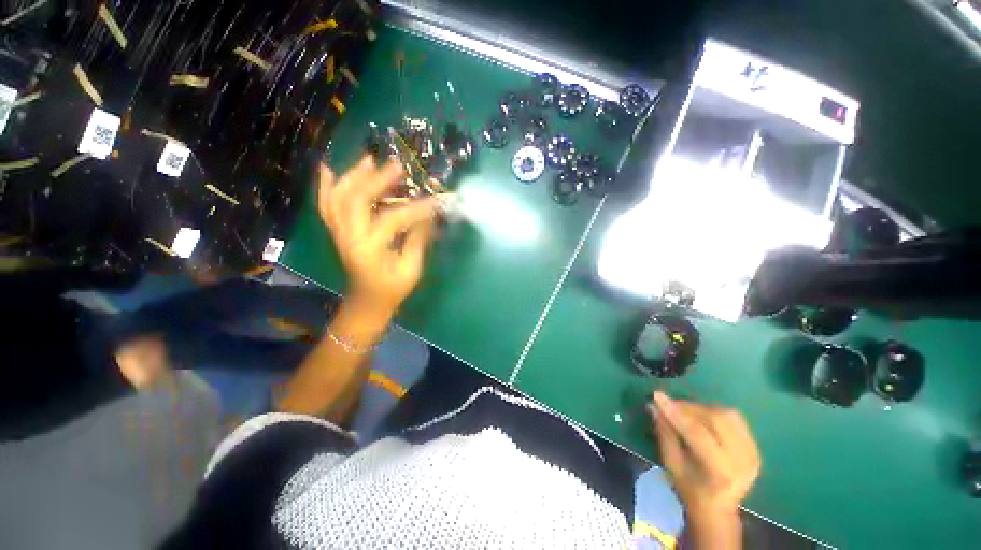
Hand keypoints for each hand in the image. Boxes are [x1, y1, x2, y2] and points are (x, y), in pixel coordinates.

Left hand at [317, 156, 442, 313]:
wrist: (367, 301)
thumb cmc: (392, 289)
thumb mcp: (411, 269)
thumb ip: (417, 240)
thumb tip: (429, 215)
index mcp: (369, 249)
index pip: (391, 219)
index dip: (415, 208)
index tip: (435, 200)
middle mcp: (348, 237)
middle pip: (355, 199)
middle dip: (376, 179)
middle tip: (397, 166)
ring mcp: (338, 233)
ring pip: (337, 198)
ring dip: (352, 176)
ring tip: (369, 160)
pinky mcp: (337, 231)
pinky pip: (325, 206)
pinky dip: (325, 186)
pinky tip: (328, 168)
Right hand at [649, 392, 760, 519]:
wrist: (718, 511)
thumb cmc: (689, 489)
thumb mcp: (671, 464)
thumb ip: (665, 433)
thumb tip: (654, 406)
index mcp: (720, 472)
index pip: (697, 433)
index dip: (676, 412)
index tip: (657, 396)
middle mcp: (742, 461)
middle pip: (716, 419)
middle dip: (689, 407)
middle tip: (671, 405)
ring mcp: (752, 454)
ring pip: (727, 415)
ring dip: (702, 408)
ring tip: (686, 412)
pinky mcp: (755, 448)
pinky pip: (735, 420)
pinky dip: (715, 413)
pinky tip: (703, 419)